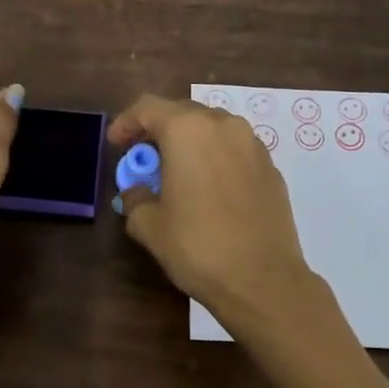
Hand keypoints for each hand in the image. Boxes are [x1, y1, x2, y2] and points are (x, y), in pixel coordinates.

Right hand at [108, 93, 388, 387]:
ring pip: (213, 130)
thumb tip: (139, 191)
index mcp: (188, 130)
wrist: (263, 279)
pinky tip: (209, 190)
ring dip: (190, 145)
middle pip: (183, 114)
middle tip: (145, 160)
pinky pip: (235, 151)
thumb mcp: (150, 226)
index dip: (126, 122)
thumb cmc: (198, 246)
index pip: (148, 107)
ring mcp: (253, 145)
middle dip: (159, 132)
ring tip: (177, 175)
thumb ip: (136, 198)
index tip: (116, 144)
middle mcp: (224, 126)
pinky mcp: (272, 169)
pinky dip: (216, 160)